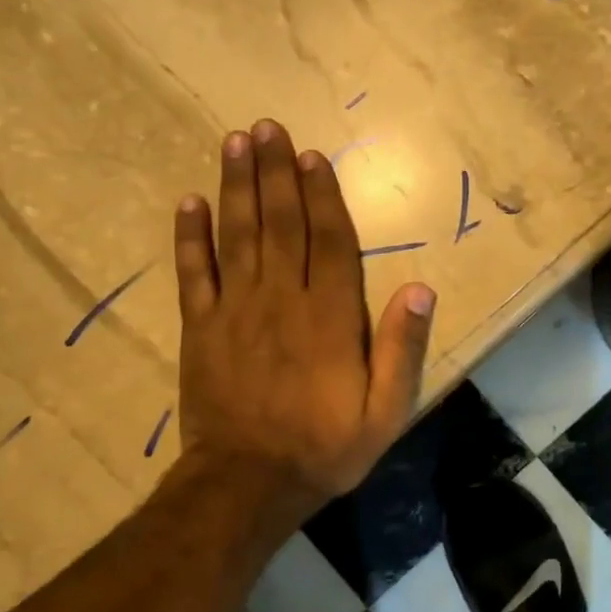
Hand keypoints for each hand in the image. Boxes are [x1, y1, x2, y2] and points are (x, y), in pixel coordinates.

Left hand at [174, 119, 435, 506]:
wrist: (247, 485)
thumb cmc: (325, 447)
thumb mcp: (385, 411)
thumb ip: (402, 349)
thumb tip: (421, 290)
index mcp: (329, 315)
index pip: (328, 239)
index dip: (321, 193)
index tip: (311, 155)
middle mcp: (282, 299)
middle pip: (280, 222)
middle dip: (274, 171)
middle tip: (265, 126)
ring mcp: (236, 310)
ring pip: (238, 235)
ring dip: (236, 186)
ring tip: (234, 142)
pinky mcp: (201, 327)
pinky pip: (194, 273)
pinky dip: (190, 236)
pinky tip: (189, 202)